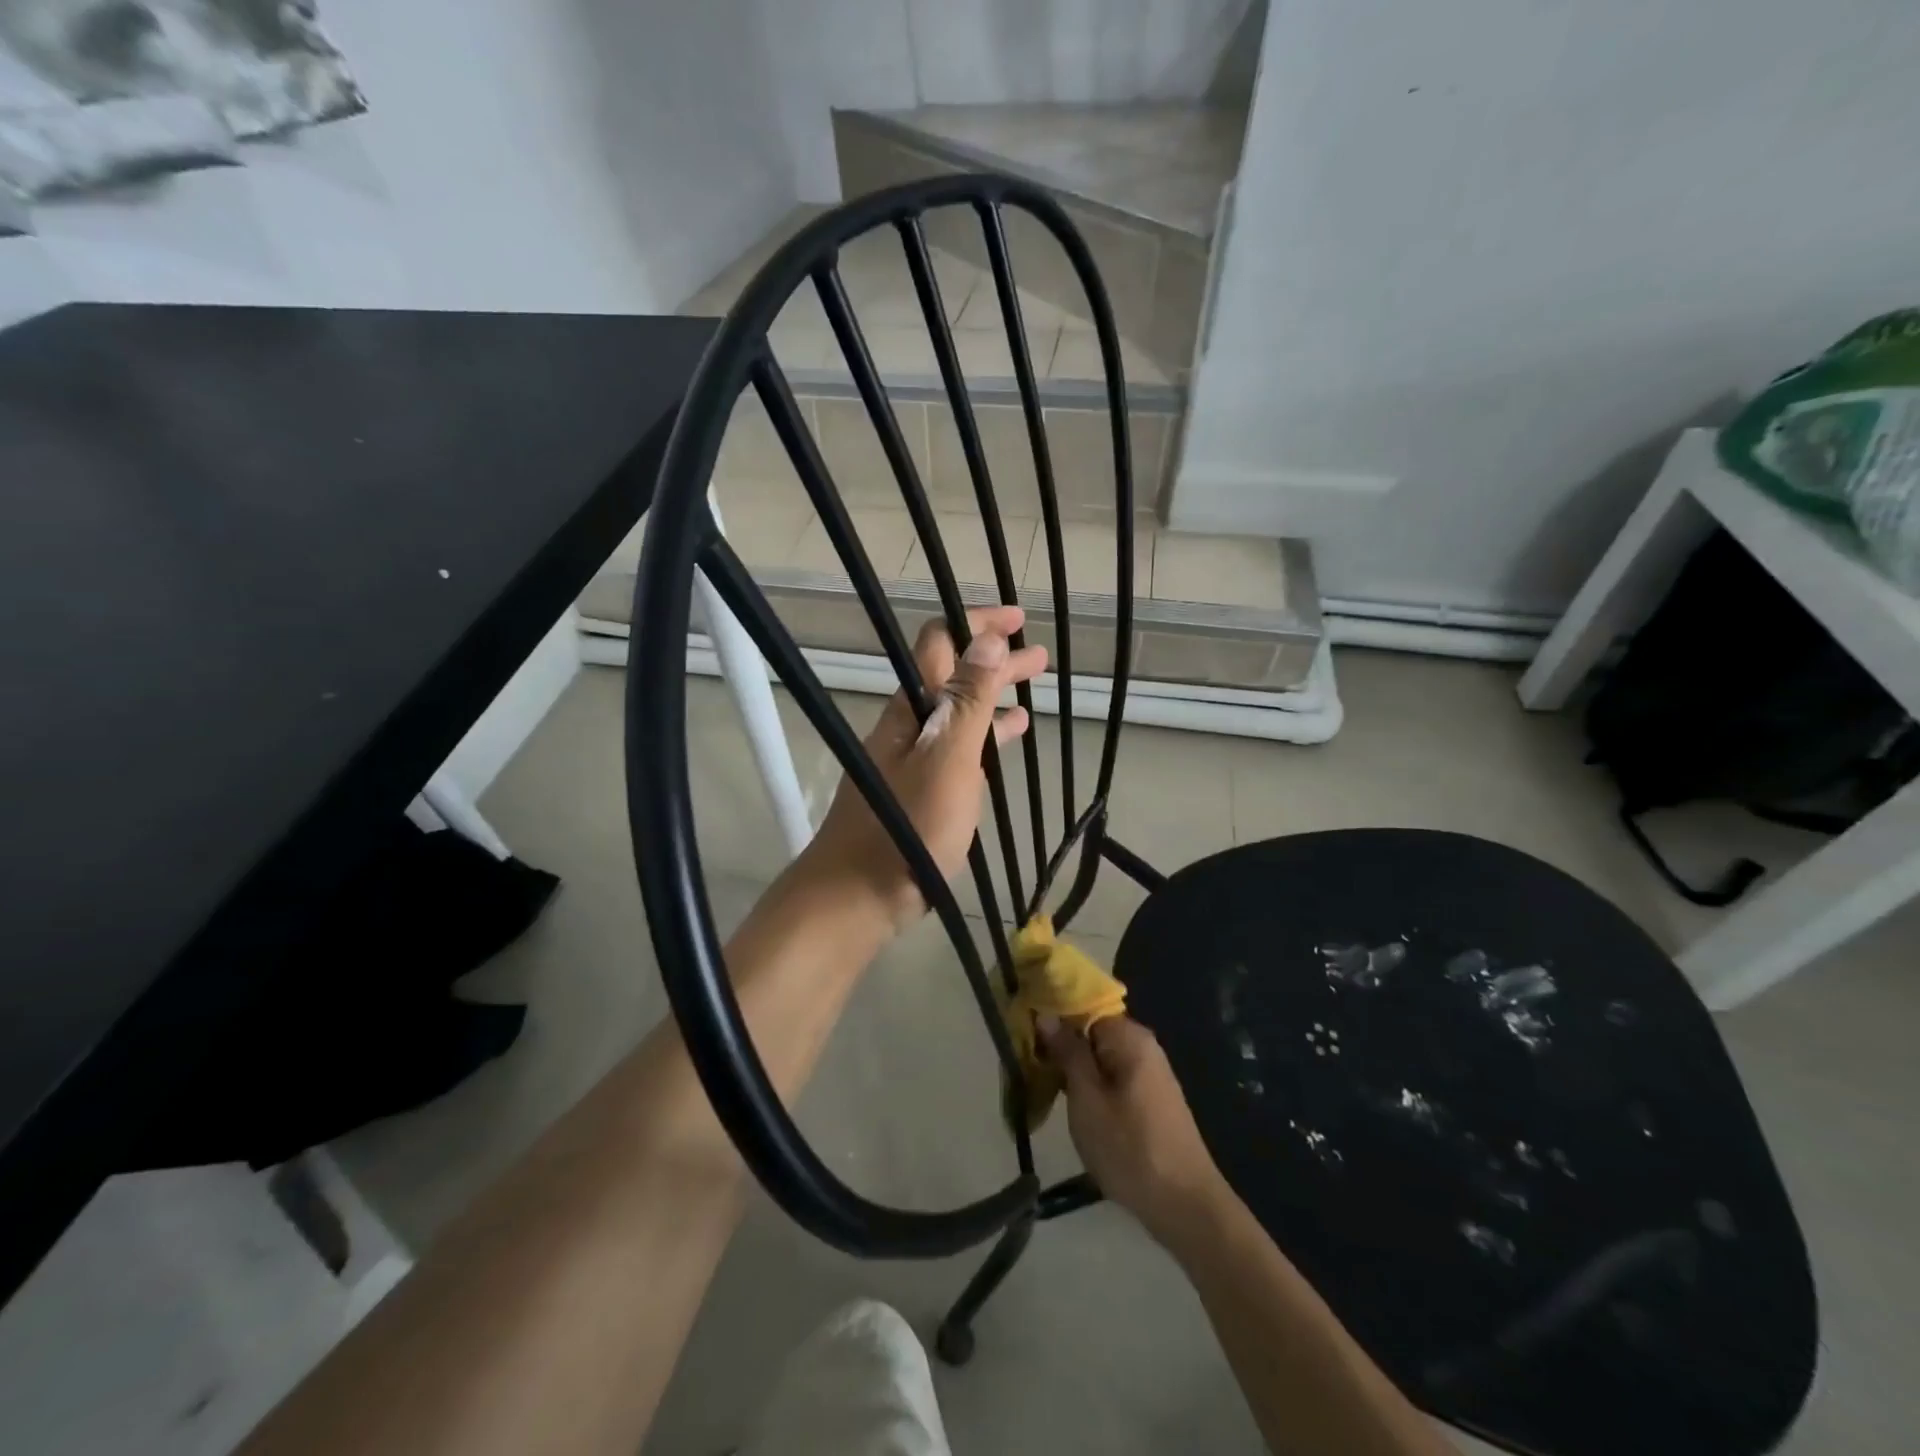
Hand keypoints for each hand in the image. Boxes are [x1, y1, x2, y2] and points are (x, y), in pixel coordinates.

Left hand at [798, 605, 1046, 928]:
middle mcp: (910, 725)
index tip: (1016, 619)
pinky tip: (1008, 741)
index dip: (976, 624)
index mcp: (912, 708)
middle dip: (994, 660)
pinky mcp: (921, 789)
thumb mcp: (948, 759)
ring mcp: (913, 758)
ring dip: (993, 697)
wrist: (859, 894)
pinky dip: (985, 737)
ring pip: (959, 713)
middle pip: (953, 676)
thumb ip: (968, 701)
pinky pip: (959, 748)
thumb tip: (986, 638)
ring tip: (1032, 692)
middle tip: (1038, 655)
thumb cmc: (908, 826)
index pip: (940, 644)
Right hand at [1042, 1015, 1233, 1247]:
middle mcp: (1143, 1045)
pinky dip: (1089, 1083)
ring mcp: (1149, 1072)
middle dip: (1060, 1042)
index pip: (1083, 1006)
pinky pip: (1111, 1075)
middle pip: (1092, 1029)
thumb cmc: (1131, 1149)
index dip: (1052, 1013)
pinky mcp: (1150, 1097)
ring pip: (1100, 1055)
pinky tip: (1070, 1100)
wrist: (1186, 1207)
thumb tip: (1048, 1015)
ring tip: (1039, 1081)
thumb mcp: (1088, 1101)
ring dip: (1072, 1066)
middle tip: (1026, 1060)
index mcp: (1129, 1037)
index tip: (1022, 1027)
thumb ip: (1068, 1053)